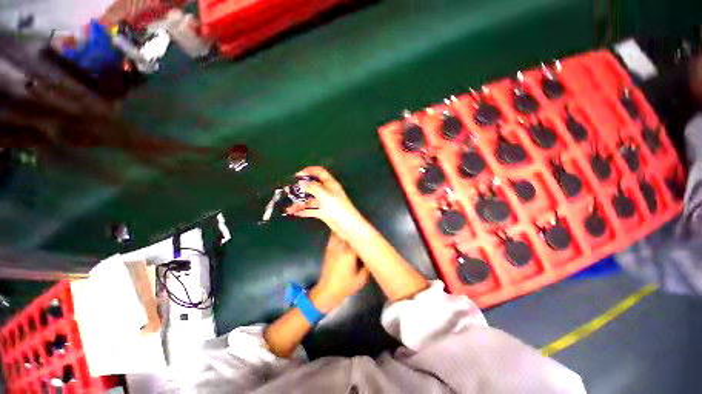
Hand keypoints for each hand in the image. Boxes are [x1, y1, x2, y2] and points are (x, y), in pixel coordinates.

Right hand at [286, 166, 363, 238]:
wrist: (347, 225)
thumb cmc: (337, 207)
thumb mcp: (324, 194)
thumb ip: (312, 187)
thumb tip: (302, 182)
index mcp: (330, 183)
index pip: (319, 172)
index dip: (308, 171)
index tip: (297, 175)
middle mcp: (327, 191)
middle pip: (313, 186)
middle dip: (301, 189)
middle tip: (290, 192)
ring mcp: (325, 202)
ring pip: (310, 199)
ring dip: (300, 202)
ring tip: (290, 207)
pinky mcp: (324, 212)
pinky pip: (311, 209)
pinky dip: (303, 211)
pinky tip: (295, 213)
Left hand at [309, 233, 368, 312]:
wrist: (327, 291)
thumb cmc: (344, 286)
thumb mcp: (360, 280)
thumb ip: (367, 267)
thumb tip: (369, 258)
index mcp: (349, 254)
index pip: (357, 240)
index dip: (363, 237)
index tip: (368, 235)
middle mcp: (340, 248)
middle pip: (348, 234)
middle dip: (354, 231)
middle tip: (361, 229)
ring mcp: (333, 248)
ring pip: (339, 233)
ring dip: (345, 230)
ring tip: (352, 228)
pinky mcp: (328, 250)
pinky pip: (332, 238)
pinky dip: (337, 233)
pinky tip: (341, 233)